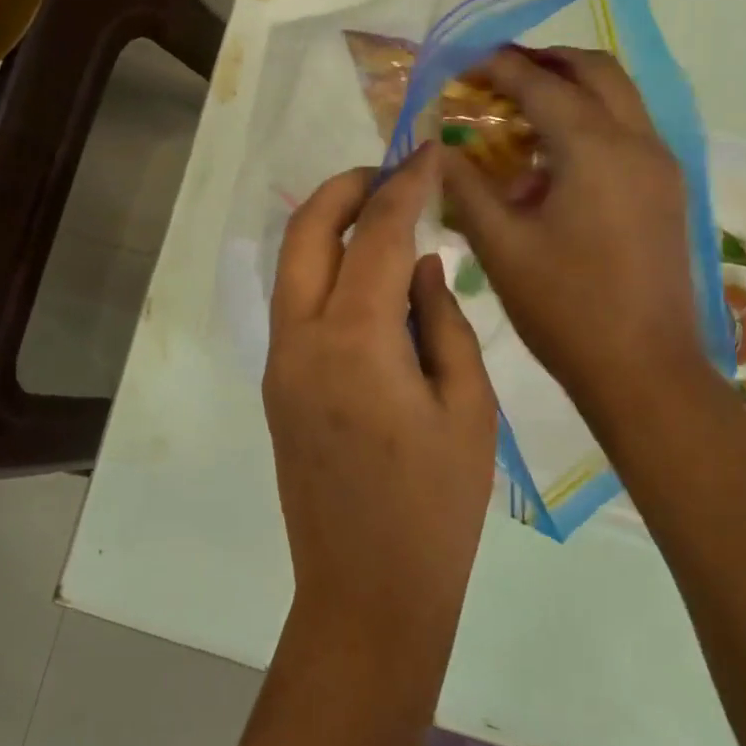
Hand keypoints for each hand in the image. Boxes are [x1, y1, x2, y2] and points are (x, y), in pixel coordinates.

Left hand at [263, 145, 497, 659]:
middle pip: (308, 231)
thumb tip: (423, 265)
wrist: (367, 593)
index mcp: (354, 340)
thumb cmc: (436, 508)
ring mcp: (281, 361)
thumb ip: (442, 321)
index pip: (378, 233)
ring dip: (330, 224)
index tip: (430, 152)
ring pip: (293, 264)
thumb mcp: (466, 407)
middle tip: (392, 173)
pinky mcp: (279, 384)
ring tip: (383, 214)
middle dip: (347, 188)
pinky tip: (370, 276)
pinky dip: (325, 267)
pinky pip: (297, 301)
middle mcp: (301, 338)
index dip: (405, 184)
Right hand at [440, 48, 716, 418]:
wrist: (644, 370)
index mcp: (595, 150)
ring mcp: (660, 166)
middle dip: (545, 61)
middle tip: (498, 75)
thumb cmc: (565, 309)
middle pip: (595, 70)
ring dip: (572, 89)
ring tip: (522, 113)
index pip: (540, 84)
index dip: (498, 67)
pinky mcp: (668, 191)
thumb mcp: (501, 247)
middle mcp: (637, 142)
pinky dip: (592, 121)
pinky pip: (629, 131)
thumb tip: (436, 149)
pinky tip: (555, 160)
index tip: (462, 64)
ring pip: (619, 97)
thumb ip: (465, 187)